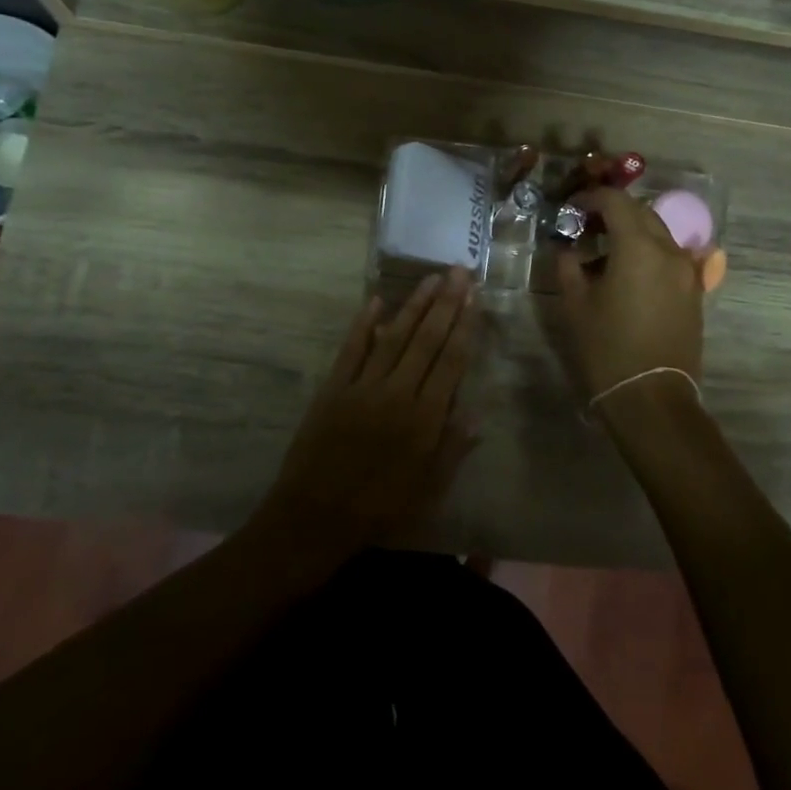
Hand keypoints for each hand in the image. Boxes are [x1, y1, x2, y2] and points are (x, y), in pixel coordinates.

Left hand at [257, 270, 479, 557]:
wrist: (314, 518)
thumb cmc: (379, 510)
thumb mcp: (427, 491)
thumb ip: (452, 449)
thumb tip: (476, 412)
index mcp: (424, 419)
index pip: (451, 361)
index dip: (464, 326)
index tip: (474, 297)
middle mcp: (397, 393)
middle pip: (426, 340)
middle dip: (445, 303)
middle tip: (458, 271)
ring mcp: (362, 387)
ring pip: (394, 337)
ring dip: (413, 305)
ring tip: (430, 278)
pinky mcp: (333, 388)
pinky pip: (351, 349)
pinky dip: (364, 324)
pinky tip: (376, 301)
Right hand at [555, 188, 704, 401]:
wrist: (651, 397)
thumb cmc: (606, 348)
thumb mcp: (575, 304)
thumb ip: (568, 266)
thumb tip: (567, 248)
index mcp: (638, 246)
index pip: (616, 201)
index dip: (591, 198)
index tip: (572, 208)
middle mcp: (669, 250)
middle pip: (642, 212)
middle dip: (614, 212)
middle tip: (586, 226)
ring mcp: (687, 271)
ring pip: (659, 233)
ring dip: (633, 231)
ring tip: (606, 250)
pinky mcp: (694, 291)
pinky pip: (671, 256)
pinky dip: (650, 252)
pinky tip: (630, 272)